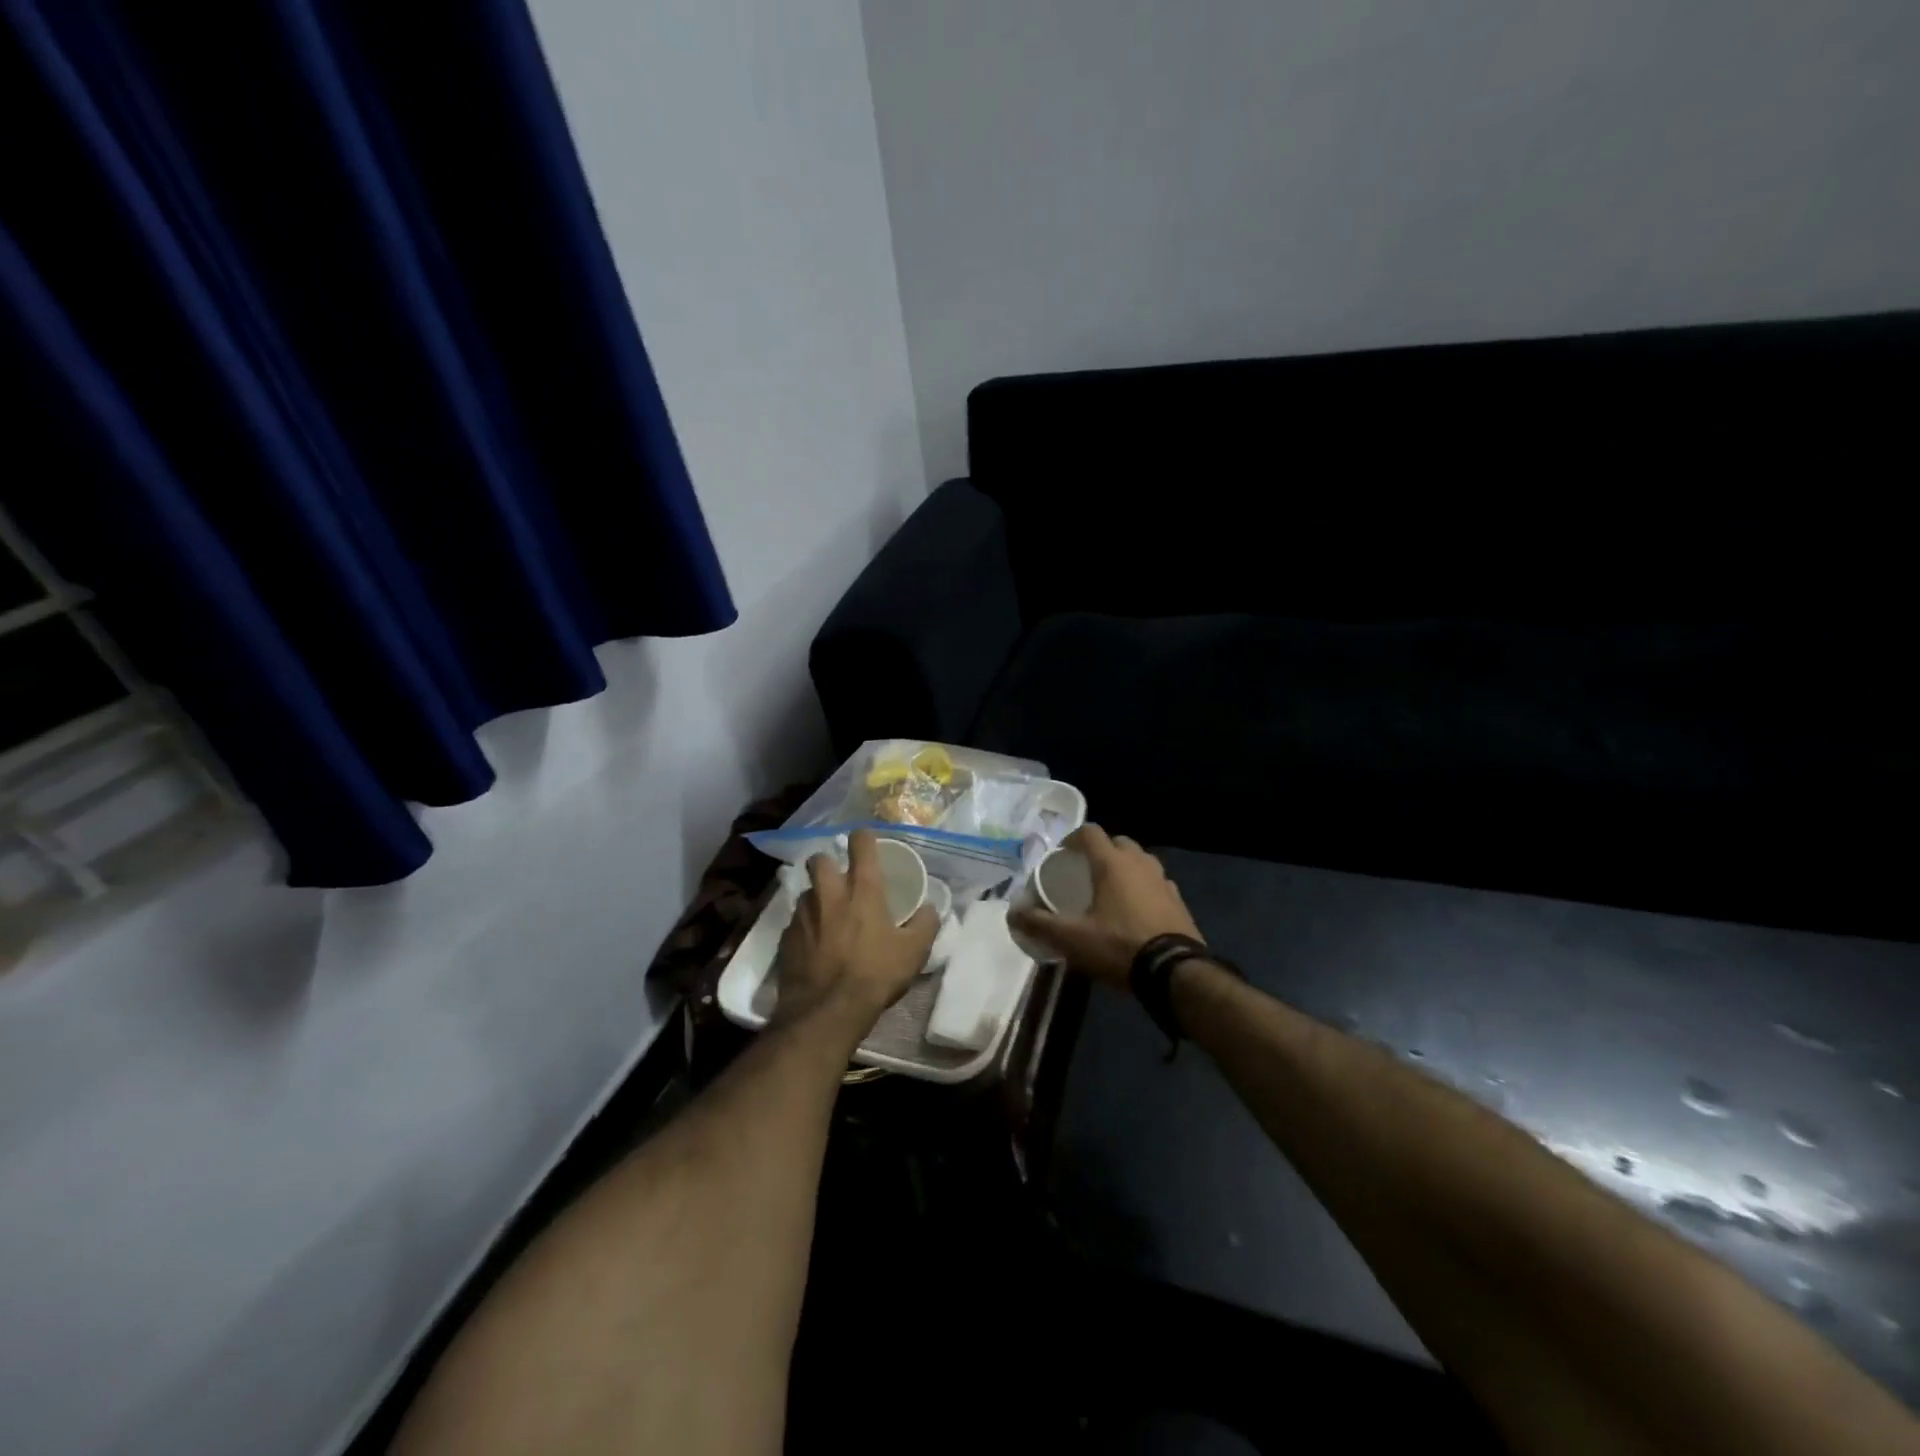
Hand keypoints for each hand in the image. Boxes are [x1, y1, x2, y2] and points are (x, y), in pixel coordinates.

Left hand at [772, 829, 938, 1040]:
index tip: (867, 842)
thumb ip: (925, 924)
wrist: (826, 1012)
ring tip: (828, 916)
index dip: (864, 837)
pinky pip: (796, 922)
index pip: (860, 843)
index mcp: (862, 890)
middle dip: (827, 863)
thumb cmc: (874, 975)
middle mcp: (828, 894)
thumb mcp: (914, 952)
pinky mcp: (785, 938)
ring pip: (806, 892)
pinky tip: (815, 946)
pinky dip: (806, 927)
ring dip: (817, 897)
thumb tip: (930, 909)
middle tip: (840, 879)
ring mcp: (803, 915)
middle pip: (818, 858)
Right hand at [1008, 824, 1203, 986]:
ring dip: (1125, 867)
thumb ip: (1040, 924)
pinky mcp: (1178, 900)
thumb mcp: (1072, 938)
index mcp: (1112, 863)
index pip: (1090, 832)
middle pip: (1118, 842)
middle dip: (1101, 851)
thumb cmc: (1119, 946)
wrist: (1175, 971)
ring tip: (1110, 889)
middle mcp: (1139, 863)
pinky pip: (1156, 882)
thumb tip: (1012, 913)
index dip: (1072, 838)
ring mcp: (1163, 880)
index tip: (1061, 854)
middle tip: (1085, 871)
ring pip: (1140, 861)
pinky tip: (1136, 909)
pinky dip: (1144, 887)